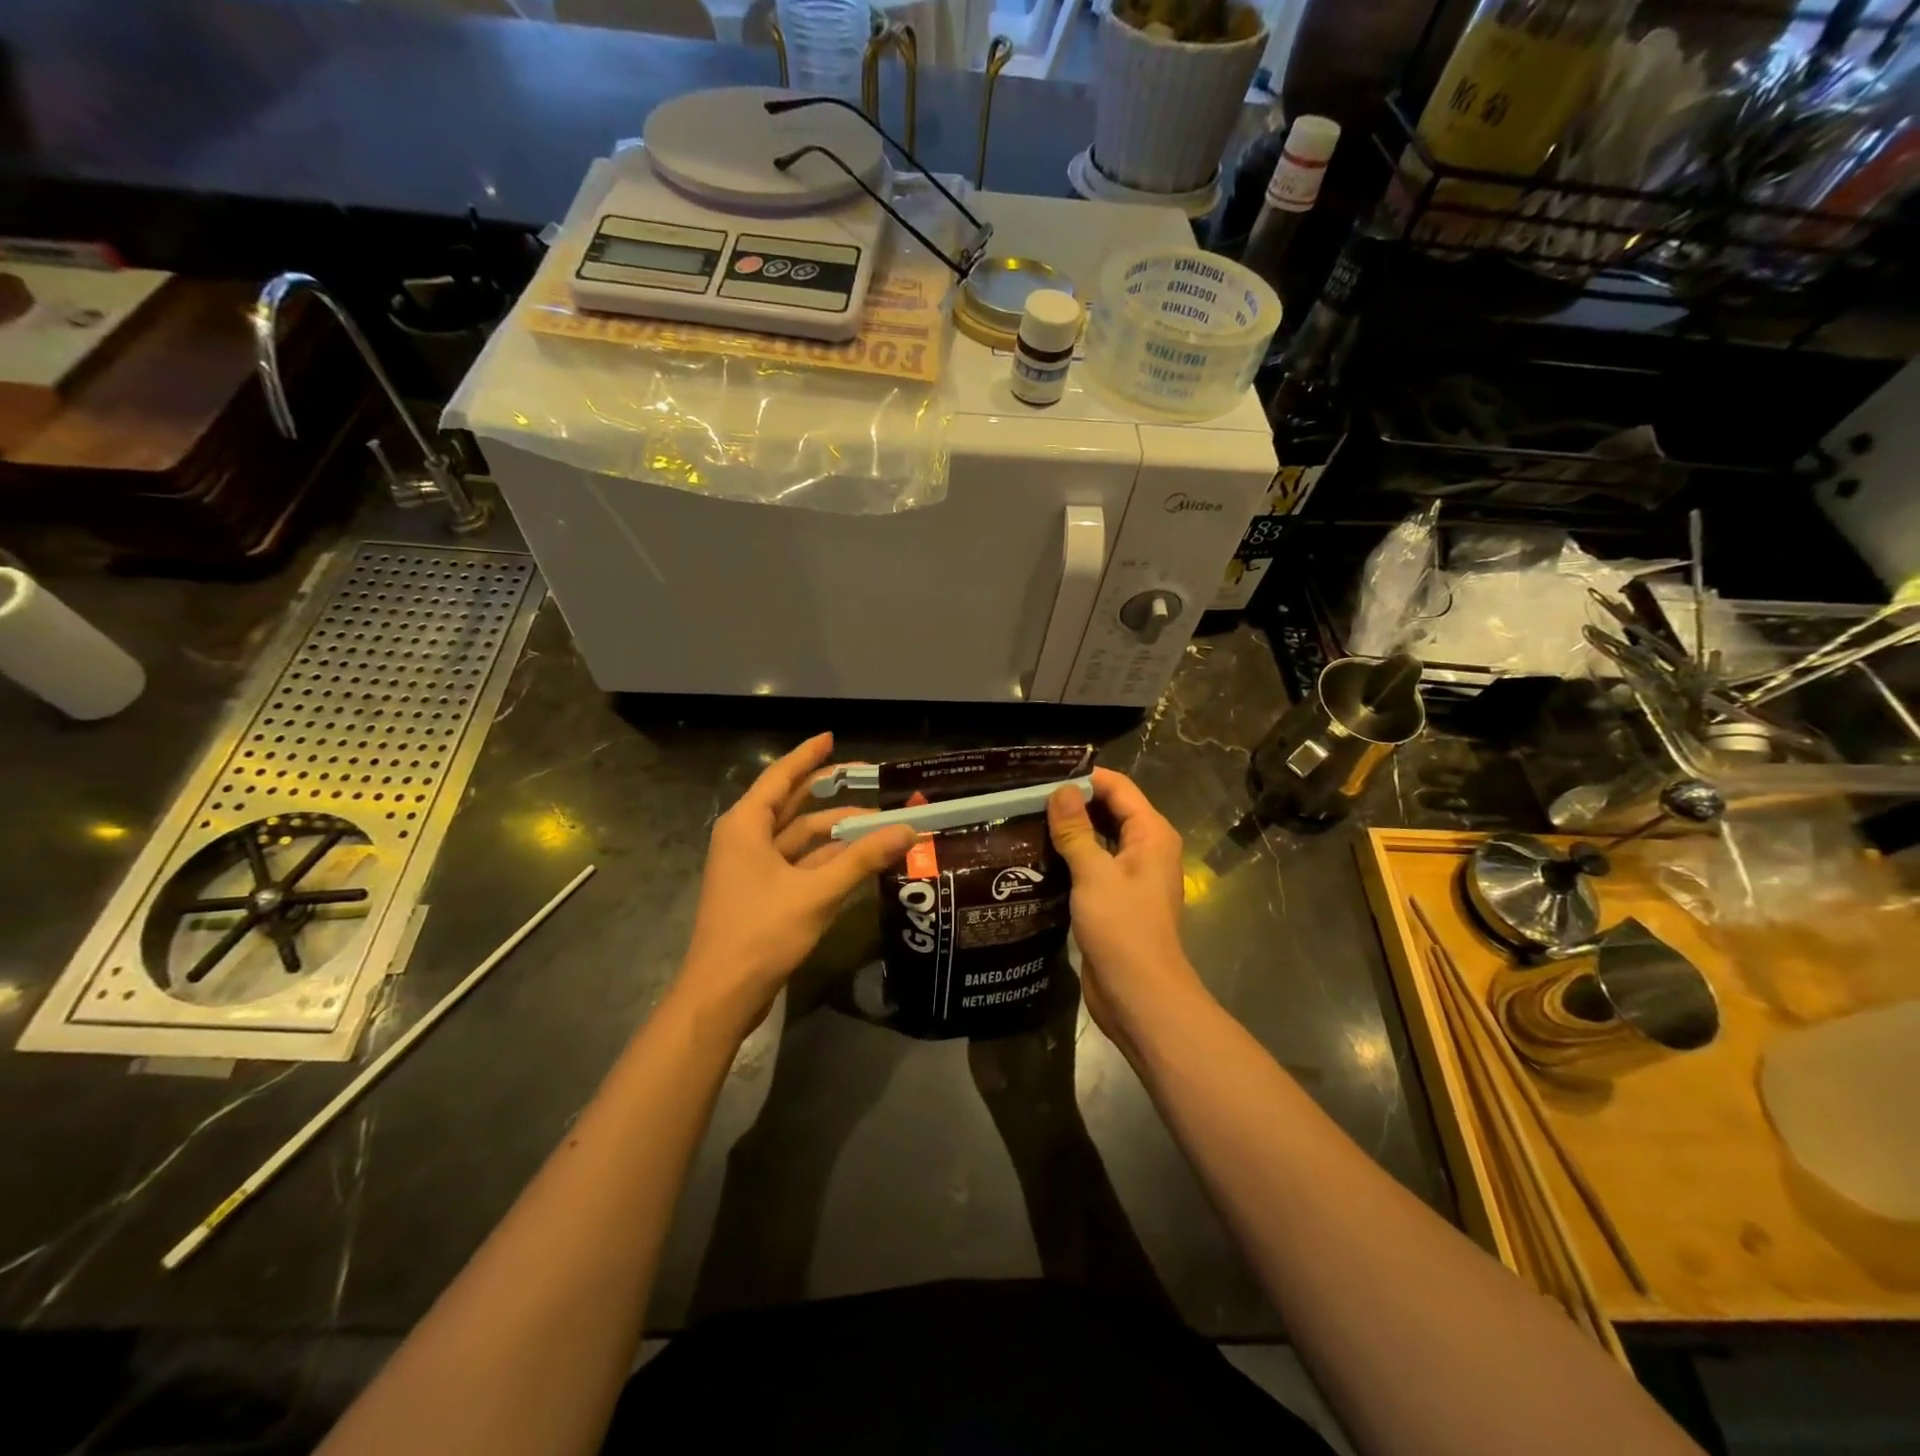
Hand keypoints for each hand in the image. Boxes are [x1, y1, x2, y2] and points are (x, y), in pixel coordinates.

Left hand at [679, 733, 916, 1037]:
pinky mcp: (761, 893)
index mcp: (746, 825)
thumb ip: (863, 858)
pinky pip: (798, 863)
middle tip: (865, 777)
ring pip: (798, 837)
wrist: (722, 994)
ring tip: (877, 822)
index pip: (781, 777)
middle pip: (791, 804)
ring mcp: (752, 868)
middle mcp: (745, 838)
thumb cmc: (761, 932)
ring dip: (834, 830)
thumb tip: (908, 829)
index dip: (808, 757)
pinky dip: (826, 858)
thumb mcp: (817, 892)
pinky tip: (858, 857)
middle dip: (828, 791)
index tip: (832, 738)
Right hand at [1047, 769, 1207, 1048]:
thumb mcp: (1094, 874)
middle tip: (1027, 796)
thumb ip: (1076, 830)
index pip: (1119, 788)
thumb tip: (1060, 790)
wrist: (1139, 996)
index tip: (1043, 775)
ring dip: (1070, 831)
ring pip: (1099, 839)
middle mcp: (1145, 849)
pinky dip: (1071, 857)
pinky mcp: (1115, 900)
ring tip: (1026, 820)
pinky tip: (1037, 857)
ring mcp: (1131, 876)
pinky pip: (1093, 866)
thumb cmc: (1122, 928)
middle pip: (1110, 811)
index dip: (1085, 778)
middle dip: (1074, 803)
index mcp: (1151, 834)